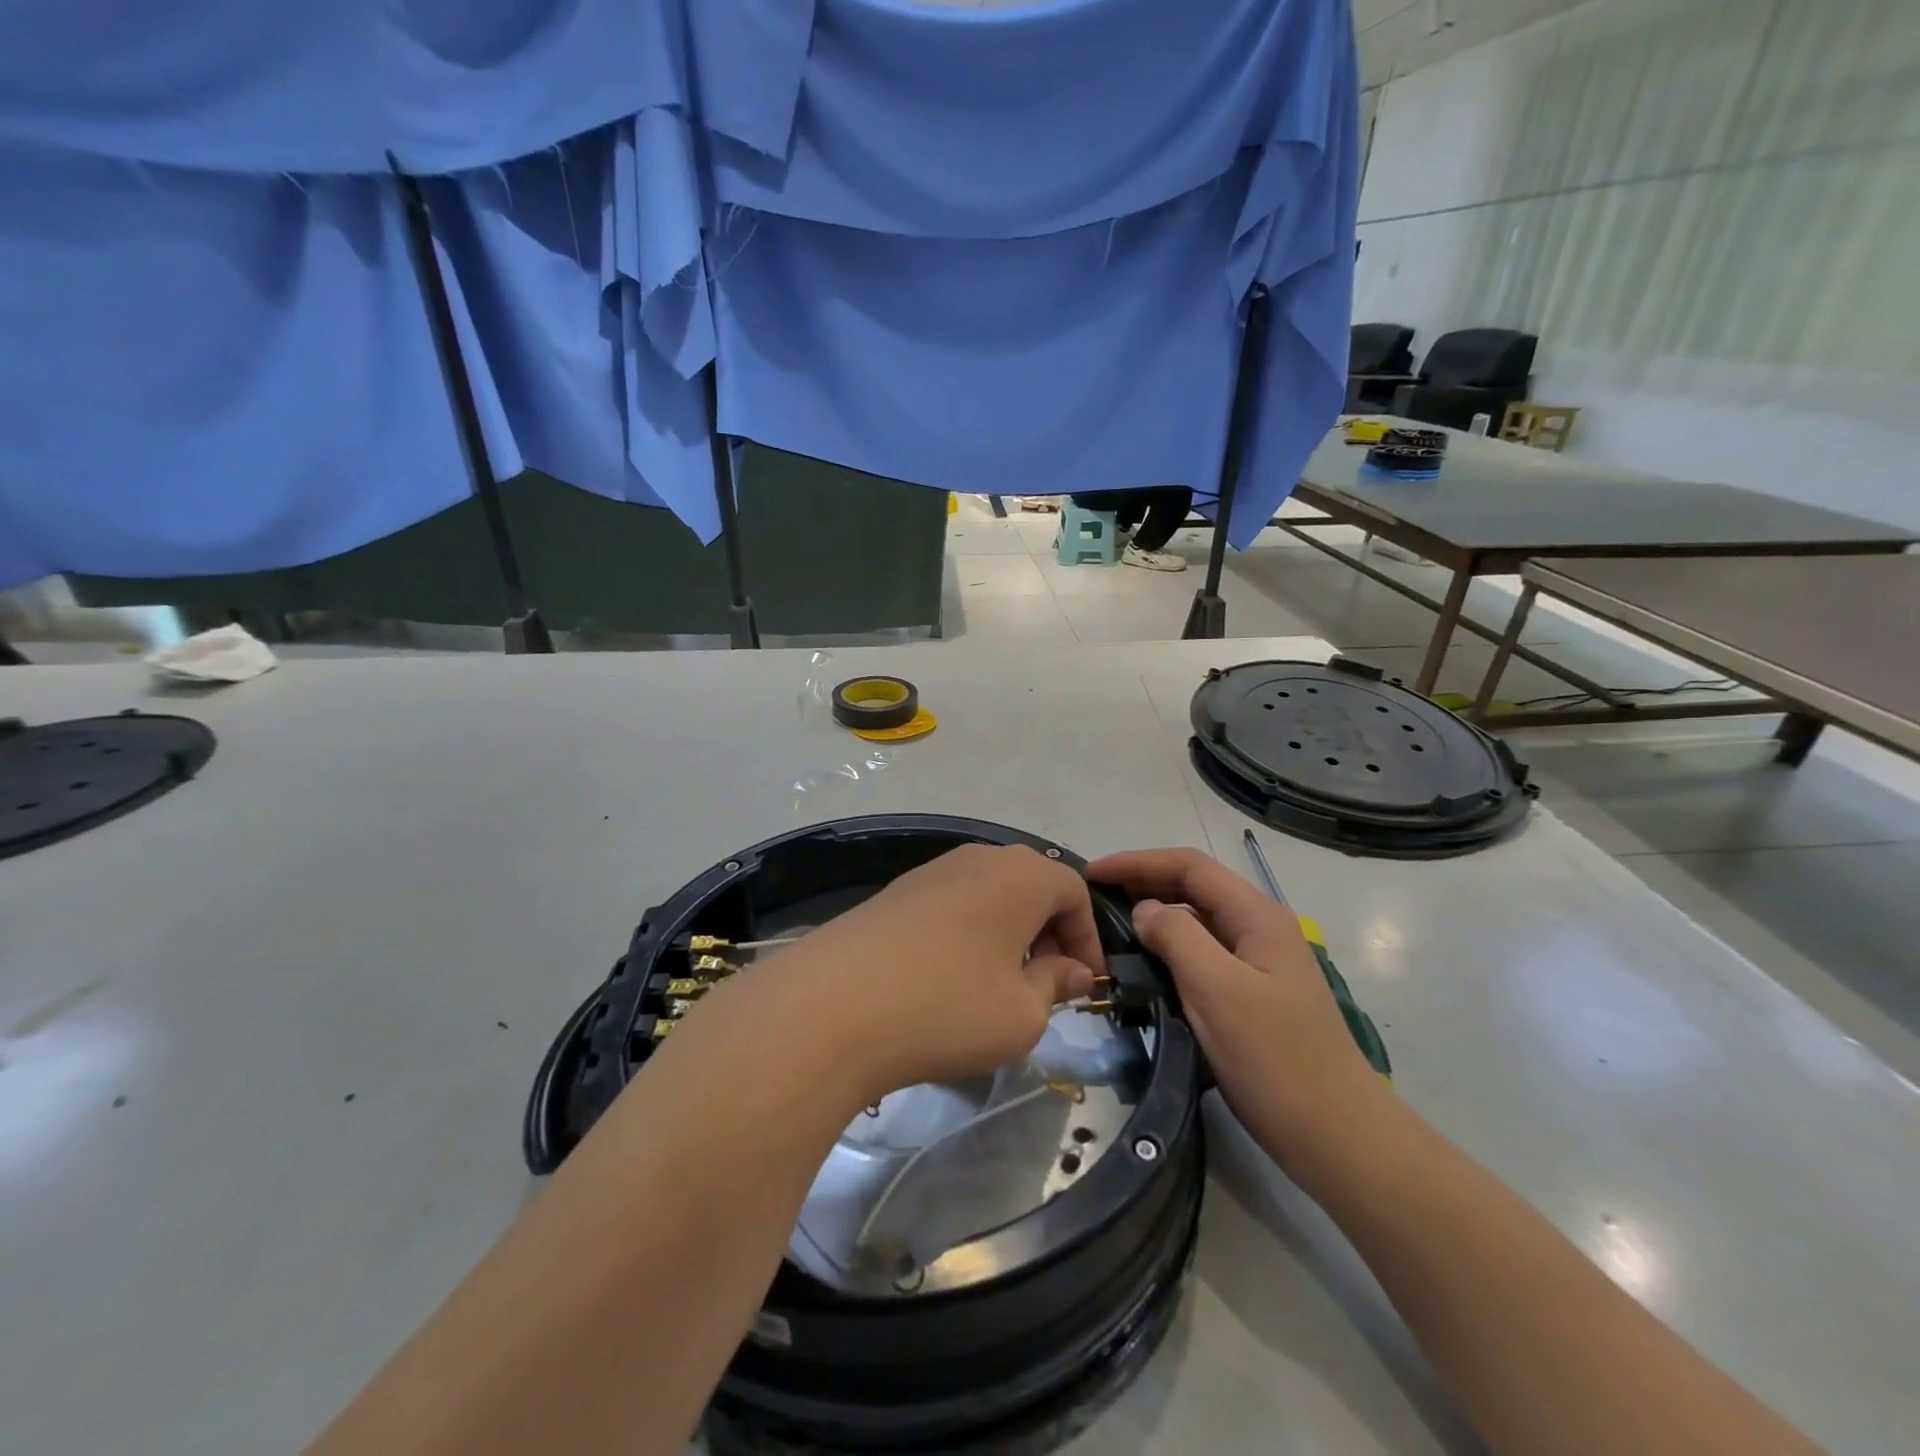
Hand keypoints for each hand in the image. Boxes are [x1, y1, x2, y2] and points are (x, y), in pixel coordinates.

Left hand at [760, 844, 1103, 1105]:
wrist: (833, 1005)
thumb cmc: (949, 1006)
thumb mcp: (1022, 1013)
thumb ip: (1054, 985)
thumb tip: (1070, 970)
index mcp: (1020, 875)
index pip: (1074, 891)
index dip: (1087, 938)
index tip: (1083, 984)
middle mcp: (977, 859)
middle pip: (1030, 887)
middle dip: (1047, 934)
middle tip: (1044, 986)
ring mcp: (929, 872)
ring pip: (988, 896)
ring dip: (1005, 936)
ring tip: (996, 988)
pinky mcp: (894, 894)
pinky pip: (950, 906)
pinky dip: (966, 936)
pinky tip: (947, 982)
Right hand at [1088, 848, 1382, 1166]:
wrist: (1338, 1136)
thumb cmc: (1275, 1059)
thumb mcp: (1217, 990)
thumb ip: (1176, 937)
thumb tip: (1144, 910)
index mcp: (1257, 915)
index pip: (1189, 866)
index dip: (1138, 862)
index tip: (1092, 873)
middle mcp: (1260, 927)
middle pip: (1194, 887)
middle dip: (1144, 882)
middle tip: (1095, 897)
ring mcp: (1260, 962)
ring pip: (1198, 920)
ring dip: (1156, 914)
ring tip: (1112, 926)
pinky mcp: (1254, 993)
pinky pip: (1204, 953)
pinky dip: (1170, 947)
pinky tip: (1147, 964)